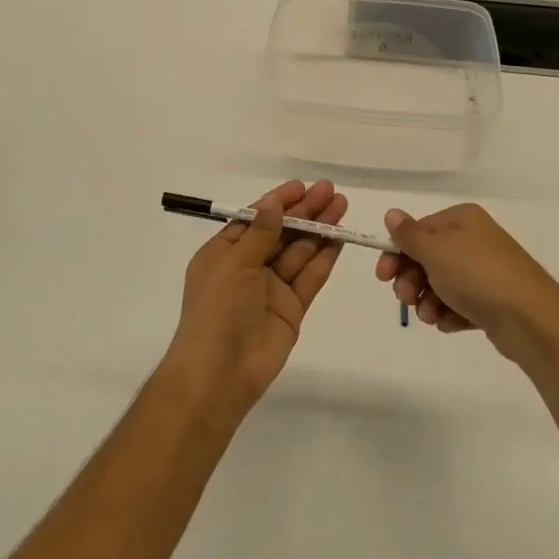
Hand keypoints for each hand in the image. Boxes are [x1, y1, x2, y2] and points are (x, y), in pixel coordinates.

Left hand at [166, 180, 348, 423]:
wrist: (220, 372)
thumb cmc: (217, 309)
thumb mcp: (233, 263)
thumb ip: (260, 234)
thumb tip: (274, 205)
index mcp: (224, 253)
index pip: (255, 219)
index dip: (278, 202)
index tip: (302, 186)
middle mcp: (248, 267)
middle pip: (281, 232)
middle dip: (304, 211)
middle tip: (330, 191)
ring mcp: (271, 288)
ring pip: (299, 252)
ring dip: (319, 229)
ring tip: (341, 206)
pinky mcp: (291, 308)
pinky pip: (310, 277)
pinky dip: (324, 258)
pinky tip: (339, 238)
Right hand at [375, 203, 558, 364]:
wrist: (530, 318)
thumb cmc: (476, 274)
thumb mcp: (435, 250)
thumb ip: (408, 234)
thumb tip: (392, 213)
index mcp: (462, 219)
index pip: (417, 231)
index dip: (396, 253)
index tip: (383, 276)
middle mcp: (474, 240)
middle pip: (426, 258)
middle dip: (411, 281)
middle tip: (407, 298)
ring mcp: (484, 271)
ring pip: (440, 285)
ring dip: (427, 301)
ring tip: (432, 316)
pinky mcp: (491, 301)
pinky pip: (458, 304)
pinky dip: (449, 314)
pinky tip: (450, 323)